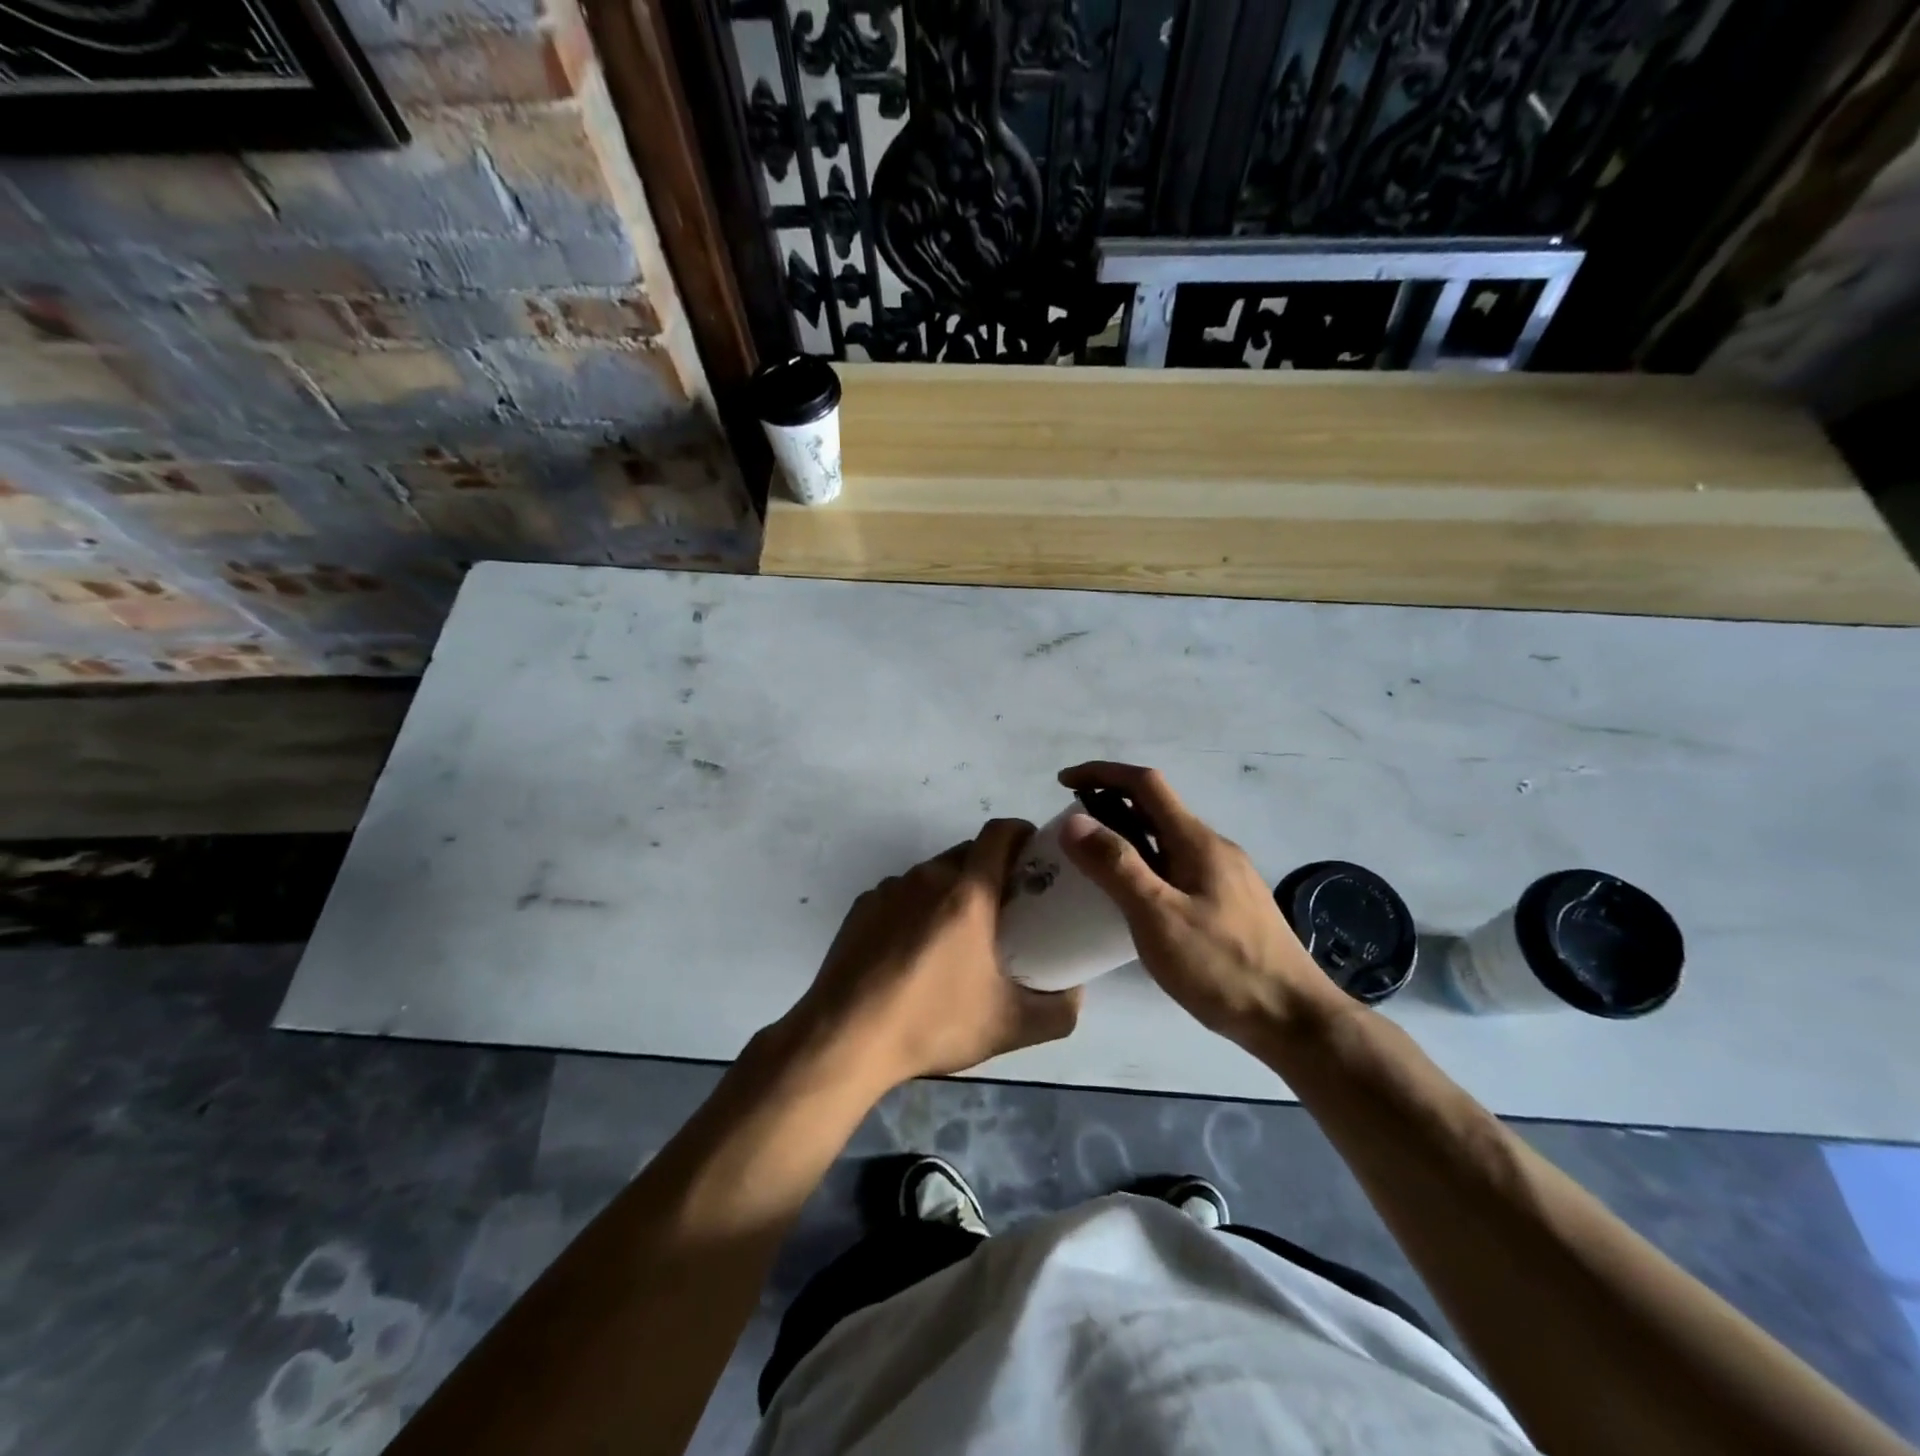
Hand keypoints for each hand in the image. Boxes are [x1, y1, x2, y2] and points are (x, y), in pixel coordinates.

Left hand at [785, 819, 1081, 1091]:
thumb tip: (1076, 993)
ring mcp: (889, 889)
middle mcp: (928, 877)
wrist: (845, 1039)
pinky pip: (902, 894)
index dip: (1022, 833)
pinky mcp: (862, 907)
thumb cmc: (932, 1023)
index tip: (1036, 855)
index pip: (1000, 833)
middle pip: (968, 853)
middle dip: (992, 869)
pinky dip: (918, 908)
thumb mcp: (1010, 1026)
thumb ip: (1060, 1010)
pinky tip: (914, 952)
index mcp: (967, 892)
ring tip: (958, 936)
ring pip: (933, 874)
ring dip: (953, 891)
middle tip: (1007, 908)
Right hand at [1056, 762, 1347, 1044]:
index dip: (1102, 773)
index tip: (1063, 783)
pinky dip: (1145, 862)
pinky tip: (1133, 897)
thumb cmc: (1222, 967)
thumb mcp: (1158, 917)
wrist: (1295, 1019)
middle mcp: (1213, 847)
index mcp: (1197, 841)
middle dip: (1110, 803)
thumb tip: (1074, 820)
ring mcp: (1224, 875)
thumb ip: (1116, 866)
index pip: (1146, 784)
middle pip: (1156, 807)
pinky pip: (1176, 865)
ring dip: (1126, 834)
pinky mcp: (1228, 902)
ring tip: (1091, 860)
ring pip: (1166, 838)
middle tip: (1070, 830)